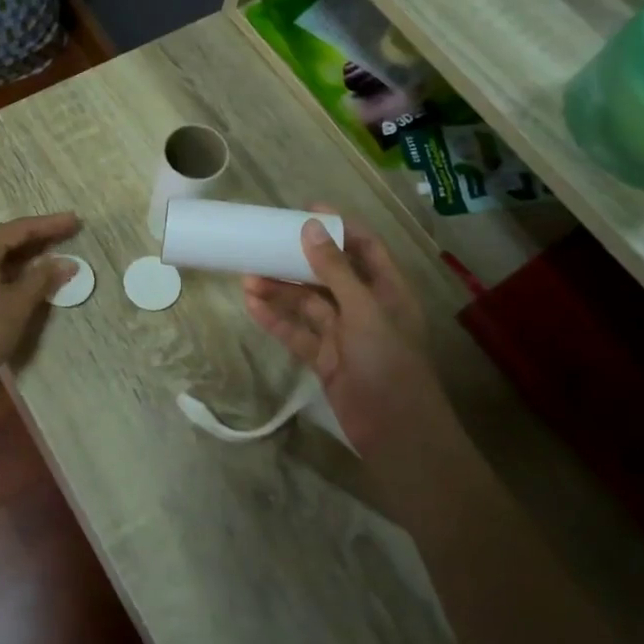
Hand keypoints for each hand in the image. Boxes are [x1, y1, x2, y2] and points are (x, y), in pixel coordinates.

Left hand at [0, 213, 78, 389]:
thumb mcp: (19, 304)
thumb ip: (43, 277)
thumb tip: (68, 263)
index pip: (19, 229)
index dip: (49, 225)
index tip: (75, 220)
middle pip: (4, 237)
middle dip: (36, 237)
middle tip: (66, 233)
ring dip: (21, 252)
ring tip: (49, 251)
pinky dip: (5, 265)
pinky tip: (22, 271)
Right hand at [242, 213, 436, 454]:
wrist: (396, 432)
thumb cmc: (388, 362)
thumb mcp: (363, 310)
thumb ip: (334, 270)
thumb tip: (309, 228)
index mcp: (386, 289)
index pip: (364, 247)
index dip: (338, 228)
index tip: (305, 212)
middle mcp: (365, 307)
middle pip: (328, 274)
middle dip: (296, 260)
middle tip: (263, 244)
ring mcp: (343, 334)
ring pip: (307, 304)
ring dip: (280, 290)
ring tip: (247, 277)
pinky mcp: (325, 358)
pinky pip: (296, 332)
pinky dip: (275, 320)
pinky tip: (252, 305)